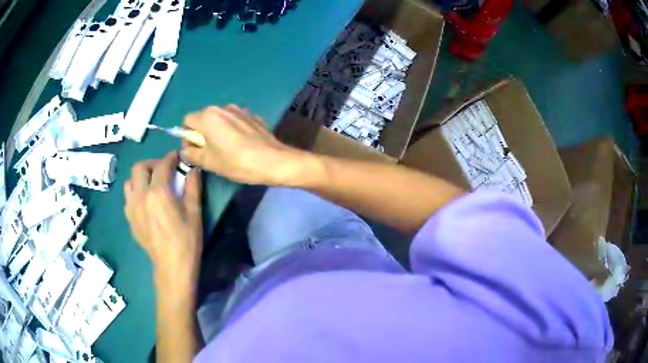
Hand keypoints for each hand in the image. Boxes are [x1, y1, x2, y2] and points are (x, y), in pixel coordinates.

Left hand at [124, 151, 202, 287]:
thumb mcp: (194, 212)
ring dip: (140, 178)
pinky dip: (135, 193)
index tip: (178, 157)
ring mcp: (132, 208)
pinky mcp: (130, 220)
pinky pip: (128, 198)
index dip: (171, 157)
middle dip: (152, 163)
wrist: (172, 266)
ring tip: (151, 184)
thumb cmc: (186, 240)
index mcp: (157, 192)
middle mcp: (140, 196)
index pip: (162, 165)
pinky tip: (146, 202)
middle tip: (163, 170)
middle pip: (139, 167)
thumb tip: (193, 169)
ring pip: (129, 182)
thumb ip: (193, 187)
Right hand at [182, 105, 307, 185]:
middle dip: (201, 133)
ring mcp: (239, 109)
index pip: (187, 121)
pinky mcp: (252, 115)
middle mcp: (222, 108)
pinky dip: (231, 129)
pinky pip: (234, 120)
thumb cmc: (236, 162)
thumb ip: (192, 154)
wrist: (273, 161)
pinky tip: (241, 144)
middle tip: (209, 152)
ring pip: (219, 118)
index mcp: (208, 117)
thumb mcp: (209, 162)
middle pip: (203, 118)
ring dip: (216, 131)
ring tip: (226, 149)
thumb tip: (186, 150)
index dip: (187, 136)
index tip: (195, 151)